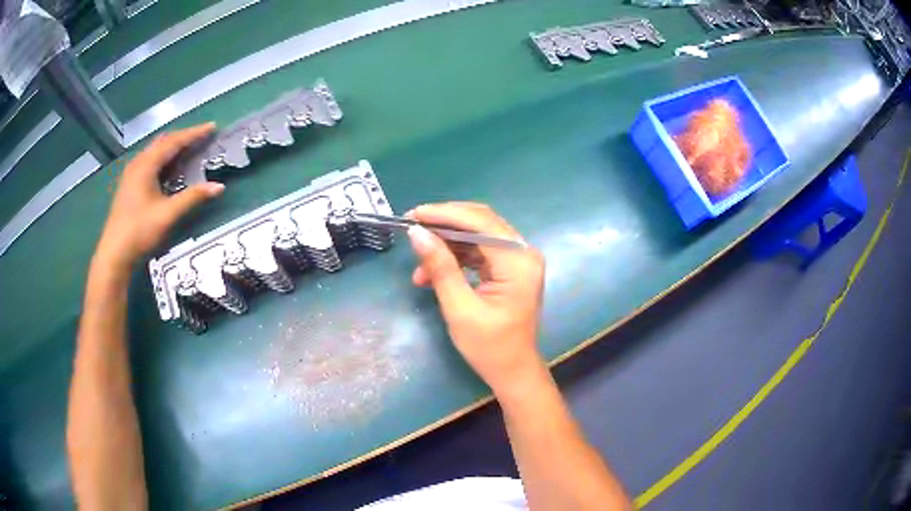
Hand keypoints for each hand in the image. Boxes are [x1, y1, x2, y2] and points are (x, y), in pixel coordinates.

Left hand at [95, 124, 223, 268]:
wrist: (114, 254)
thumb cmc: (140, 231)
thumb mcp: (168, 215)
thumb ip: (193, 198)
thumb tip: (219, 186)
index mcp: (146, 164)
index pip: (174, 141)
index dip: (194, 133)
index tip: (212, 127)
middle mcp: (138, 163)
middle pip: (163, 142)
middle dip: (184, 137)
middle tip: (202, 138)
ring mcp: (131, 174)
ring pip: (155, 152)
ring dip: (173, 148)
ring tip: (189, 149)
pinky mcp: (129, 185)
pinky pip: (149, 162)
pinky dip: (164, 159)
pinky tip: (169, 169)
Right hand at [407, 203, 545, 393]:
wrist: (513, 371)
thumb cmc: (489, 347)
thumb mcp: (459, 308)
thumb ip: (440, 267)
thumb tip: (417, 233)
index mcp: (518, 261)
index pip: (480, 223)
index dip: (444, 214)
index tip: (413, 215)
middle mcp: (523, 253)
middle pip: (480, 223)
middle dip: (444, 224)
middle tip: (412, 228)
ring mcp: (518, 260)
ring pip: (477, 236)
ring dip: (447, 245)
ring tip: (419, 264)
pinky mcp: (510, 269)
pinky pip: (480, 252)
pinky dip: (456, 258)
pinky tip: (432, 273)